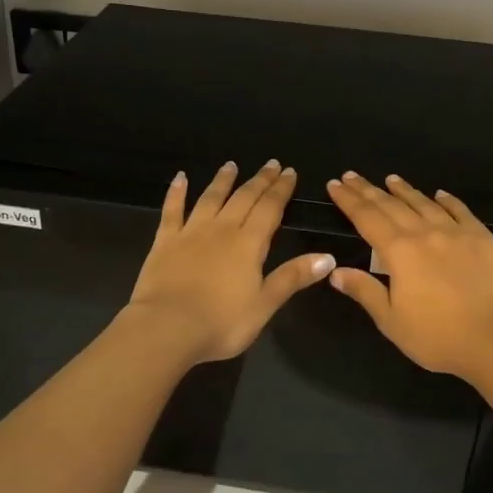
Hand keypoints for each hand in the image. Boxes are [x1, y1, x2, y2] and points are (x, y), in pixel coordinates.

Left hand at [125, 160, 335, 364]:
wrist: (167, 327)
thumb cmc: (221, 322)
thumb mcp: (265, 304)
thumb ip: (293, 277)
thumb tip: (328, 257)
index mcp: (249, 244)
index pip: (270, 209)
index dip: (281, 190)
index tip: (289, 172)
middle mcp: (222, 229)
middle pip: (244, 198)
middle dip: (260, 180)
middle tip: (271, 164)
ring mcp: (191, 232)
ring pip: (210, 198)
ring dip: (223, 180)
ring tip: (231, 165)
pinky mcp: (164, 241)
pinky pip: (172, 210)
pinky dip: (176, 193)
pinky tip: (180, 178)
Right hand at [325, 172, 492, 383]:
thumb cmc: (436, 336)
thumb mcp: (391, 321)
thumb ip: (364, 291)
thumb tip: (335, 271)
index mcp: (399, 251)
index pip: (367, 218)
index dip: (349, 200)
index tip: (335, 184)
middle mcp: (425, 233)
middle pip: (391, 205)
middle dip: (369, 190)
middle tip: (352, 176)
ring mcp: (457, 233)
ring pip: (425, 203)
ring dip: (405, 190)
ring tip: (391, 179)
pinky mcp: (483, 239)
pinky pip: (461, 211)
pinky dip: (447, 200)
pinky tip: (439, 194)